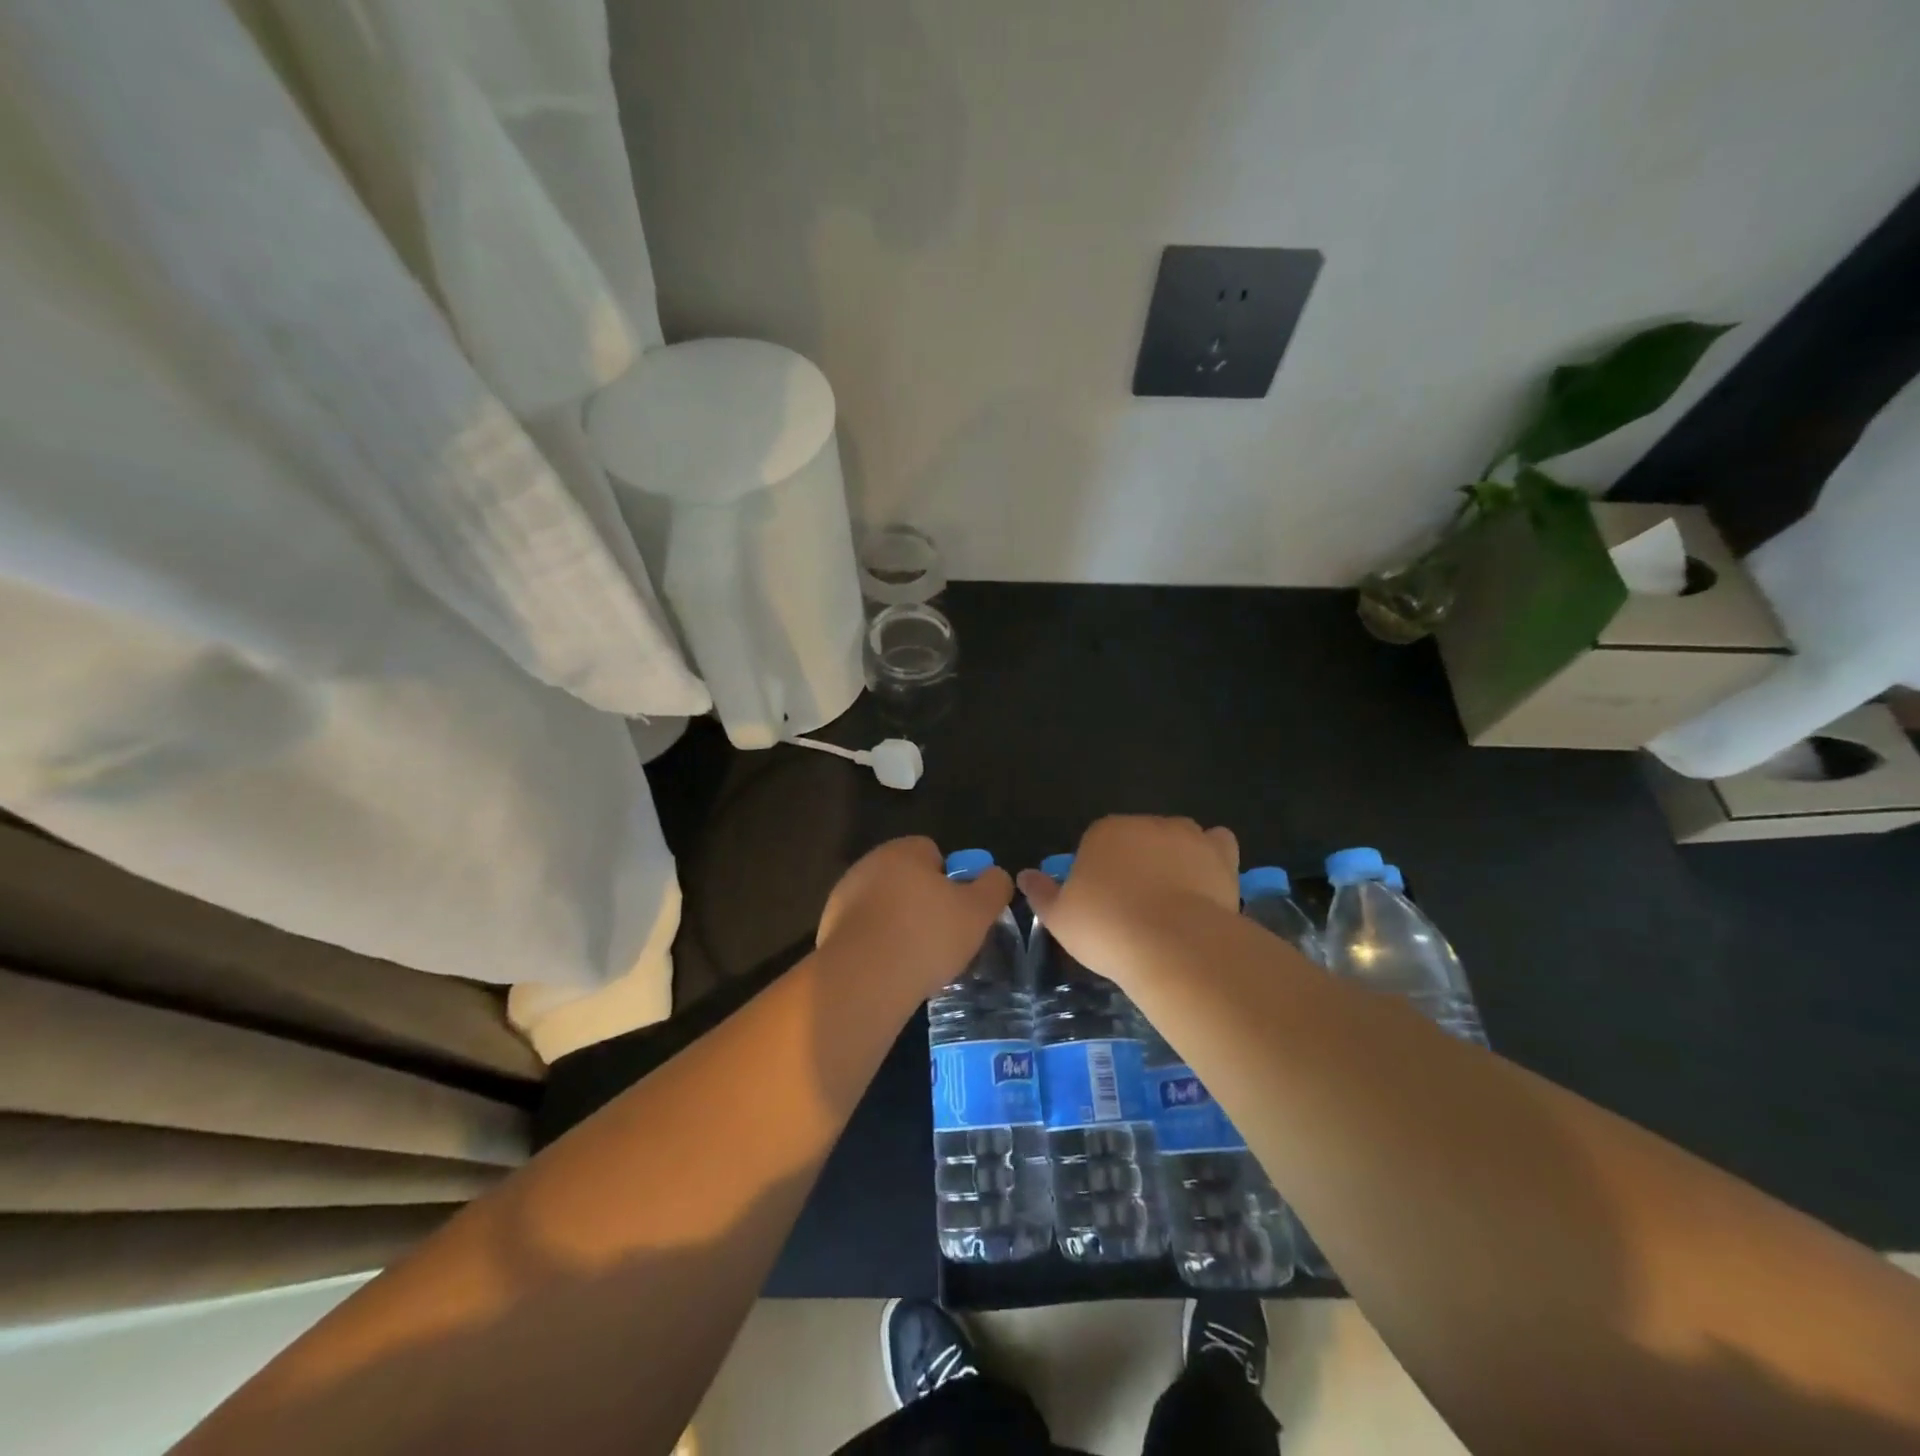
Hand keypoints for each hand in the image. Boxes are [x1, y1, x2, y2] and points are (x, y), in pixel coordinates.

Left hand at [816, 837, 1013, 997]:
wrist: (863, 979)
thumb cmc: (926, 936)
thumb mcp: (979, 911)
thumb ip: (994, 886)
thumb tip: (995, 875)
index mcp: (903, 851)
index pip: (933, 853)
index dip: (951, 880)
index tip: (958, 911)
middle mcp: (869, 864)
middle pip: (907, 878)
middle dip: (924, 903)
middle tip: (943, 937)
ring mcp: (844, 896)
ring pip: (885, 905)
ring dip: (899, 924)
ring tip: (916, 959)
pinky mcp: (829, 928)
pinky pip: (865, 931)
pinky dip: (878, 944)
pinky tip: (890, 970)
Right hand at [1016, 816, 1240, 987]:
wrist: (1173, 944)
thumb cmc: (1107, 928)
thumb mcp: (1059, 917)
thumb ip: (1041, 893)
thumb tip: (1023, 875)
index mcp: (1104, 832)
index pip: (1097, 844)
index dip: (1099, 873)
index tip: (1102, 904)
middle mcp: (1145, 823)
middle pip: (1138, 839)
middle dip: (1137, 863)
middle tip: (1135, 906)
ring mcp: (1187, 835)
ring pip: (1176, 839)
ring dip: (1173, 858)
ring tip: (1172, 899)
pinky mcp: (1220, 854)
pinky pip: (1216, 845)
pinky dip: (1211, 856)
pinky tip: (1206, 881)